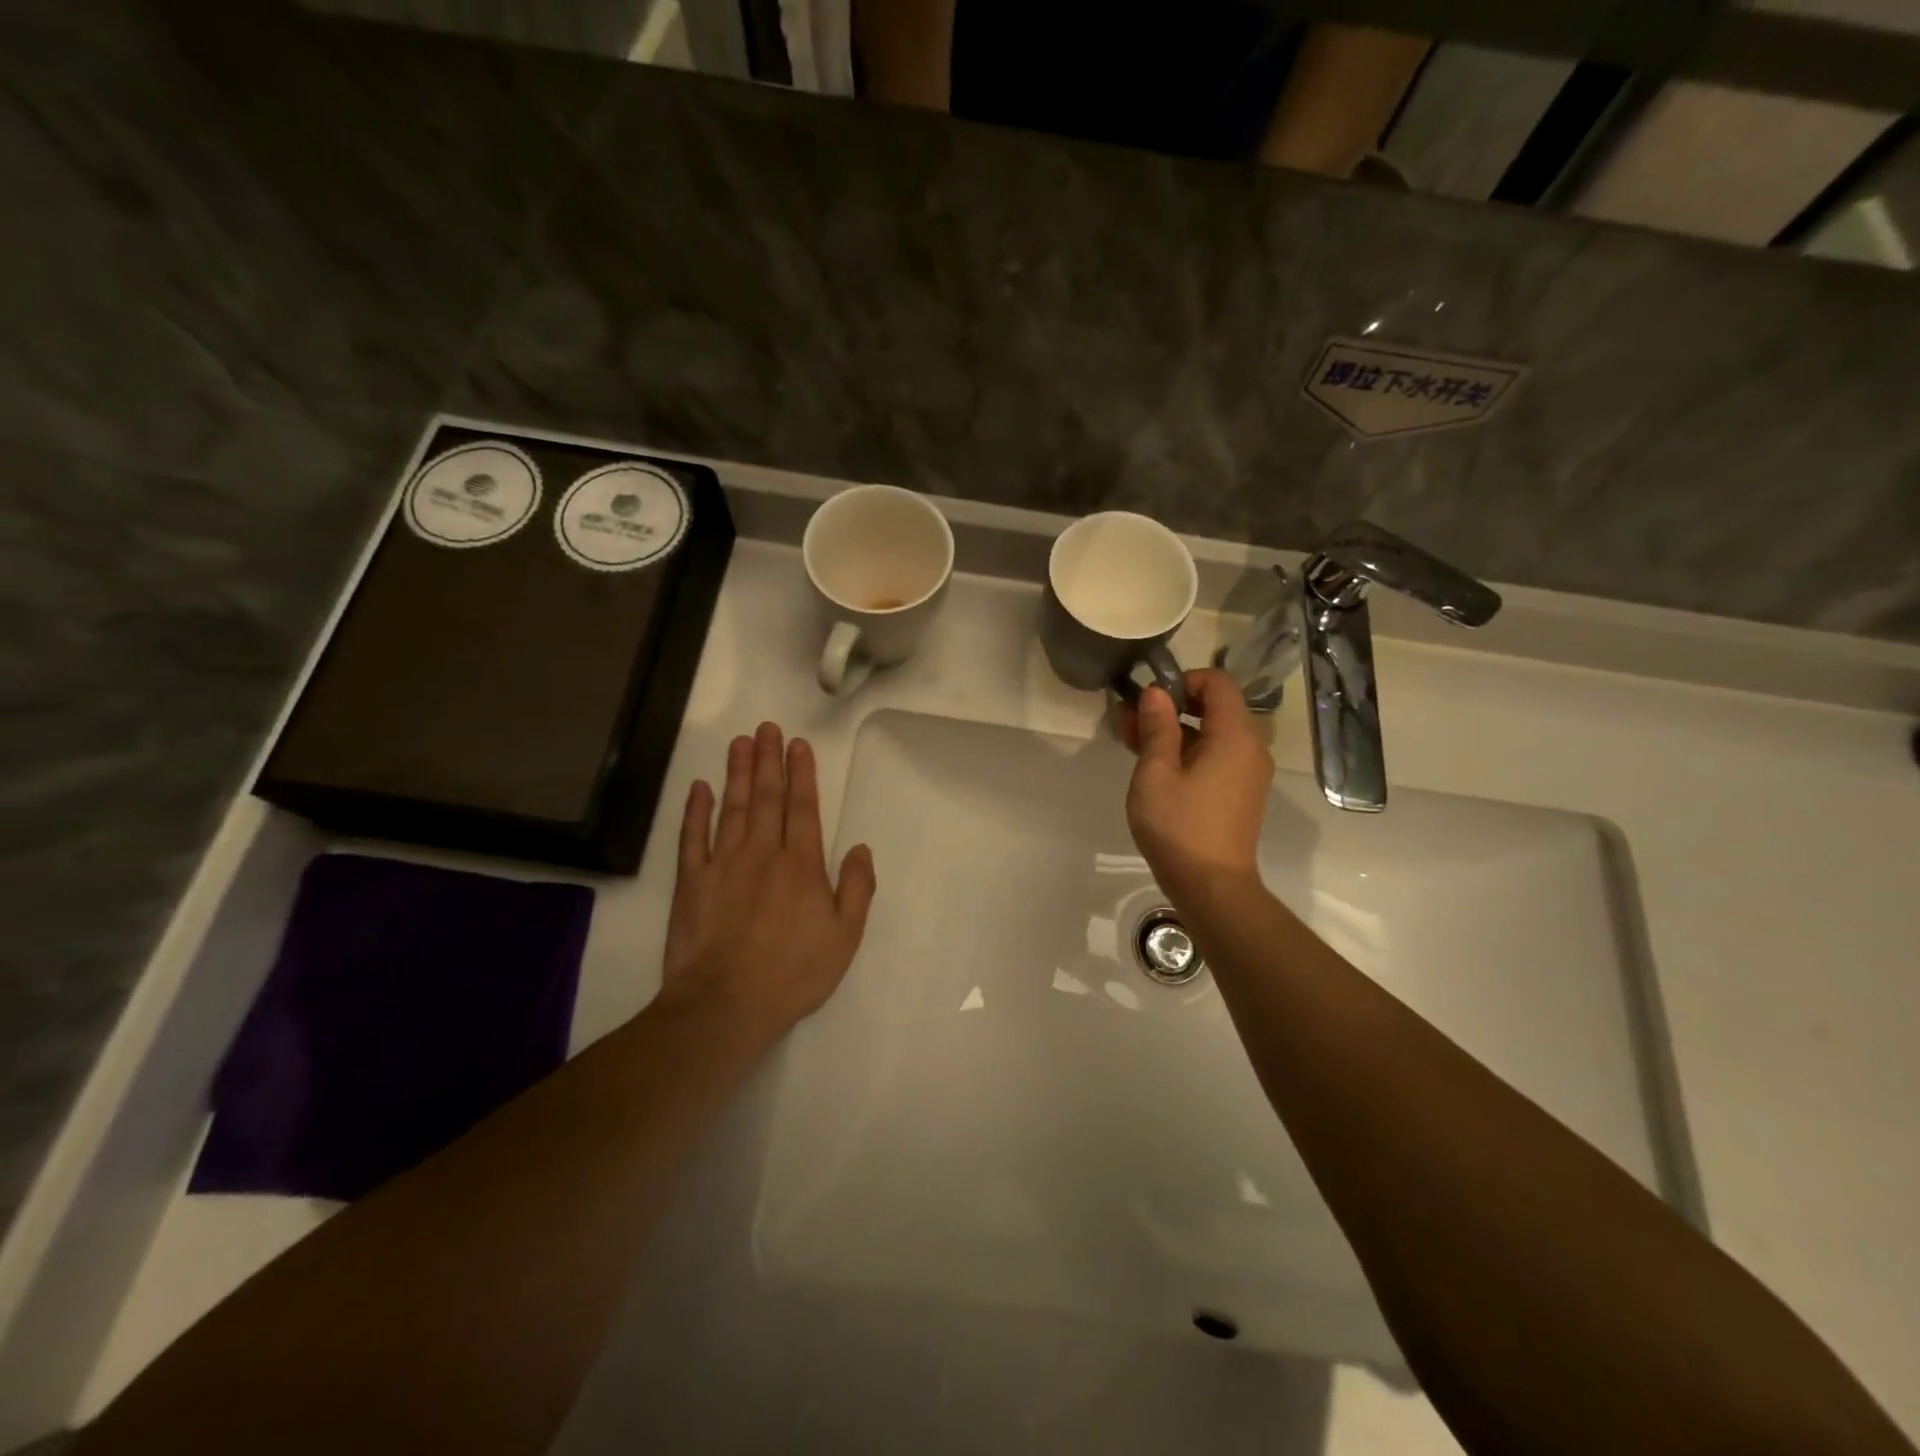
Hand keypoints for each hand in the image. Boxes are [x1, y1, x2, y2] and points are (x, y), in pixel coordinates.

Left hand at [662, 722, 875, 1038]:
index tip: (798, 744)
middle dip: (769, 760)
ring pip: (732, 807)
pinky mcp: (692, 881)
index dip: (801, 773)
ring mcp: (723, 864)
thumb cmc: (793, 973)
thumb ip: (857, 888)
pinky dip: (696, 810)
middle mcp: (763, 853)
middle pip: (767, 797)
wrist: (726, 1003)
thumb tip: (862, 848)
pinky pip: (693, 837)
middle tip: (767, 728)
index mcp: (801, 864)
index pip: (803, 807)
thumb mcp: (845, 937)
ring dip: (737, 772)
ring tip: (740, 742)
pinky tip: (699, 787)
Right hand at [1118, 670, 1273, 910]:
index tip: (1149, 700)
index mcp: (1235, 735)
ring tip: (1132, 743)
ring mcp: (1248, 772)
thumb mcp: (1156, 772)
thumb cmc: (1179, 825)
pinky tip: (1154, 767)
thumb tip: (1156, 693)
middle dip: (1170, 708)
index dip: (1182, 681)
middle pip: (1213, 708)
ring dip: (1174, 732)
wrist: (1212, 886)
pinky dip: (1187, 752)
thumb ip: (1157, 727)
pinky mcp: (1240, 793)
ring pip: (1211, 734)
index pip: (1217, 682)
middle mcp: (1250, 747)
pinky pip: (1215, 757)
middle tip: (1127, 721)